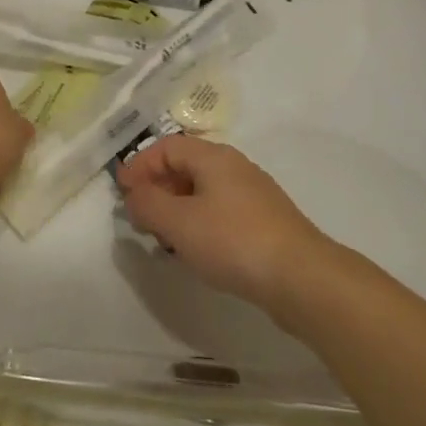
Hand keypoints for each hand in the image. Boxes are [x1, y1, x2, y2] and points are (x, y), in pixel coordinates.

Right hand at [115, 135, 328, 312]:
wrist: (302, 278)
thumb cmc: (233, 241)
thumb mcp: (178, 222)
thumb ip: (148, 204)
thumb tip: (134, 194)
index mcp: (213, 157)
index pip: (167, 147)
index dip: (140, 165)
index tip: (122, 192)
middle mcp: (234, 167)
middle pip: (185, 166)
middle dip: (157, 188)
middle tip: (141, 217)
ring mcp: (253, 195)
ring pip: (203, 191)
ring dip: (177, 208)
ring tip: (164, 238)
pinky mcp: (265, 222)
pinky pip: (220, 211)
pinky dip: (199, 223)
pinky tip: (197, 250)